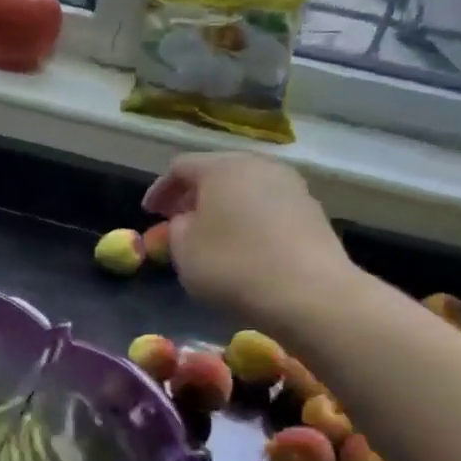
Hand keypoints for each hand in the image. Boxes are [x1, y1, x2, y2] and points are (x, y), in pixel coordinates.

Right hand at [142, 153, 351, 322]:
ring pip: (245, 188)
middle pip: (217, 172)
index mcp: (221, 167)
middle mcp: (258, 165)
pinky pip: (267, 207)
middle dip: (193, 195)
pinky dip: (248, 219)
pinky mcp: (311, 211)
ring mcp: (291, 186)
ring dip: (223, 207)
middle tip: (177, 219)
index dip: (160, 189)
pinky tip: (243, 244)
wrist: (310, 294)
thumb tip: (188, 220)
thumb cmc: (234, 266)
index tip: (149, 213)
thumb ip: (176, 228)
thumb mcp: (184, 250)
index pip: (180, 167)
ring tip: (210, 233)